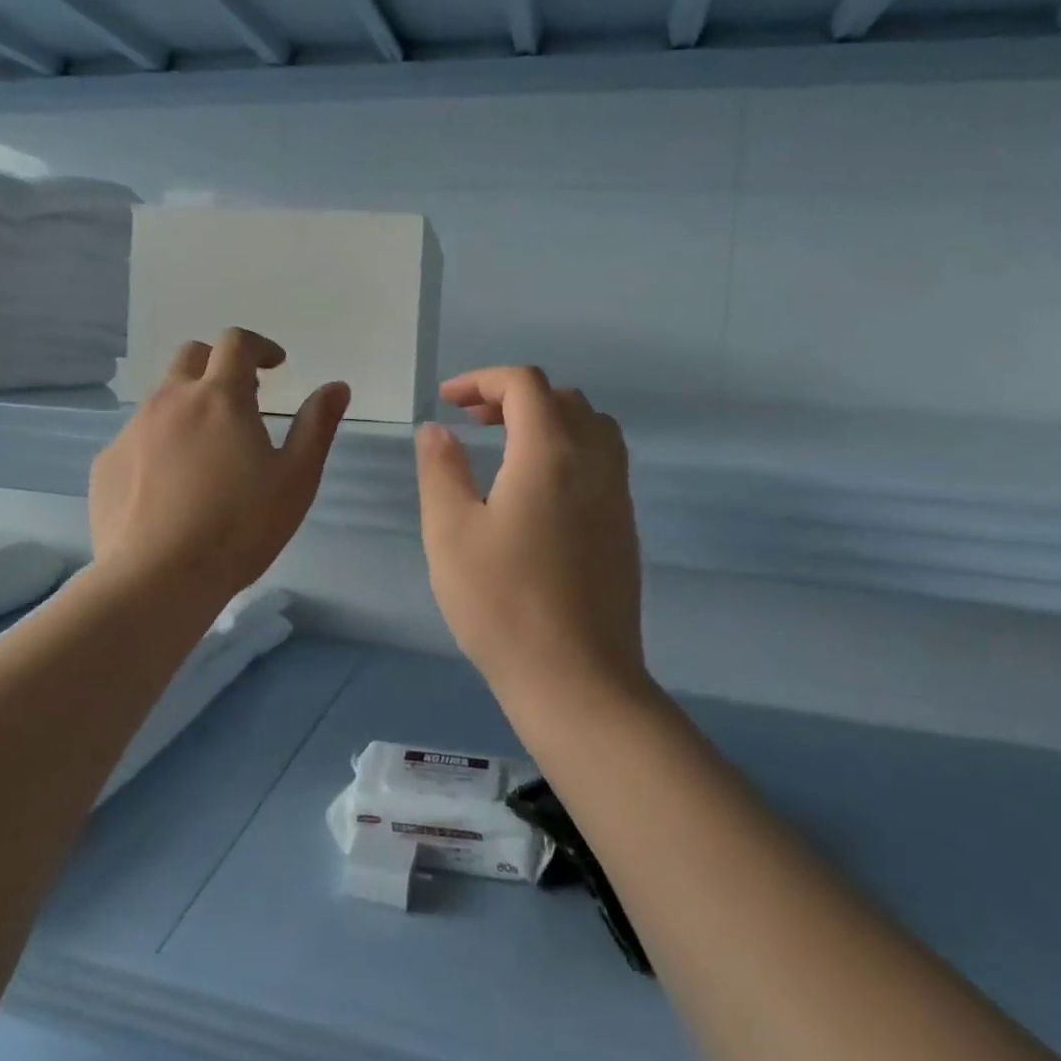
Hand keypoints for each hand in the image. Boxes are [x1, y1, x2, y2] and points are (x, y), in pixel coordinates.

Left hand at [90, 329, 349, 605]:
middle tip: (241, 400)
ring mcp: (132, 431)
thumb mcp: (296, 478)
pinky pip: (137, 437)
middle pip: (191, 356)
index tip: (275, 366)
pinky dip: (160, 443)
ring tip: (207, 451)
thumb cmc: (239, 527)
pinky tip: (171, 487)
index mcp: (219, 397)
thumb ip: (317, 425)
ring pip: (162, 398)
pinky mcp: (106, 463)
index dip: (259, 346)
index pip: (236, 343)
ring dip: (189, 405)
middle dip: (219, 364)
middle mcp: (170, 401)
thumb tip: (337, 386)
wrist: (157, 580)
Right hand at [415, 366, 644, 698]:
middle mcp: (593, 461)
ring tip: (505, 446)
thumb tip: (436, 430)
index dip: (482, 380)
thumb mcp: (450, 532)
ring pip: (590, 426)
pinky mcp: (624, 526)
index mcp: (550, 453)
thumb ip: (440, 470)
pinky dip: (568, 448)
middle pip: (562, 398)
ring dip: (547, 419)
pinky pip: (602, 460)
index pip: (524, 385)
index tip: (447, 402)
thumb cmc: (502, 603)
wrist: (577, 680)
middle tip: (471, 422)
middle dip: (512, 396)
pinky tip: (536, 489)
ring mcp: (616, 494)